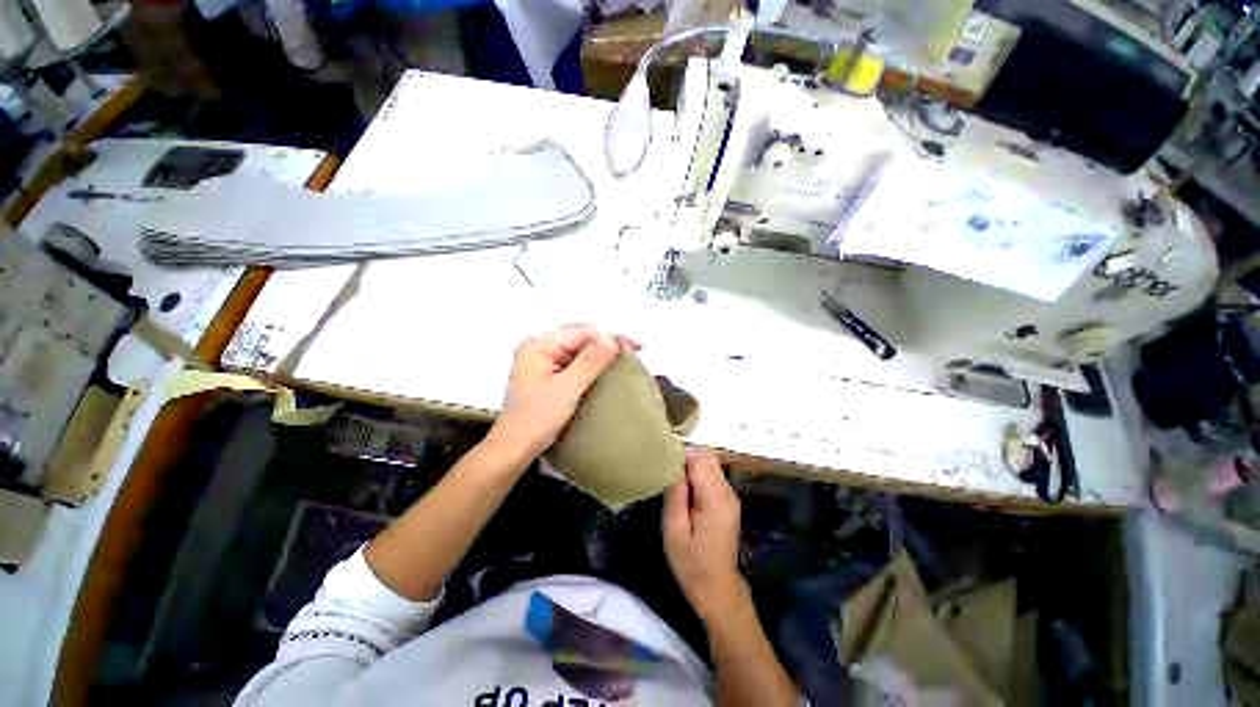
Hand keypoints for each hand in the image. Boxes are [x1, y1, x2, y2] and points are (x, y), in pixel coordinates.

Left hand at [488, 325, 634, 459]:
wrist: (514, 448)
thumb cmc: (537, 419)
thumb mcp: (567, 389)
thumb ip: (589, 362)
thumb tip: (612, 340)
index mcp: (539, 345)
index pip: (581, 332)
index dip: (610, 336)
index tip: (636, 346)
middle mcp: (538, 346)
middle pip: (579, 336)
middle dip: (607, 340)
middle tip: (634, 348)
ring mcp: (541, 359)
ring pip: (577, 347)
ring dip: (600, 350)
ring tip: (624, 355)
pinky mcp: (546, 372)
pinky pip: (573, 359)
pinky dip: (591, 361)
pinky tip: (605, 365)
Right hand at [663, 449, 747, 624]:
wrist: (718, 589)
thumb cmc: (691, 564)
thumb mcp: (675, 530)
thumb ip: (675, 494)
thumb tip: (673, 464)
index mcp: (715, 500)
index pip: (700, 460)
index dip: (681, 455)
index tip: (662, 460)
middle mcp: (728, 493)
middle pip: (708, 458)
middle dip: (686, 457)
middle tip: (666, 470)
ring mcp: (731, 496)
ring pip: (711, 464)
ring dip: (692, 465)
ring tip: (672, 480)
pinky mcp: (729, 501)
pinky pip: (714, 476)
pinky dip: (698, 474)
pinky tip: (685, 489)